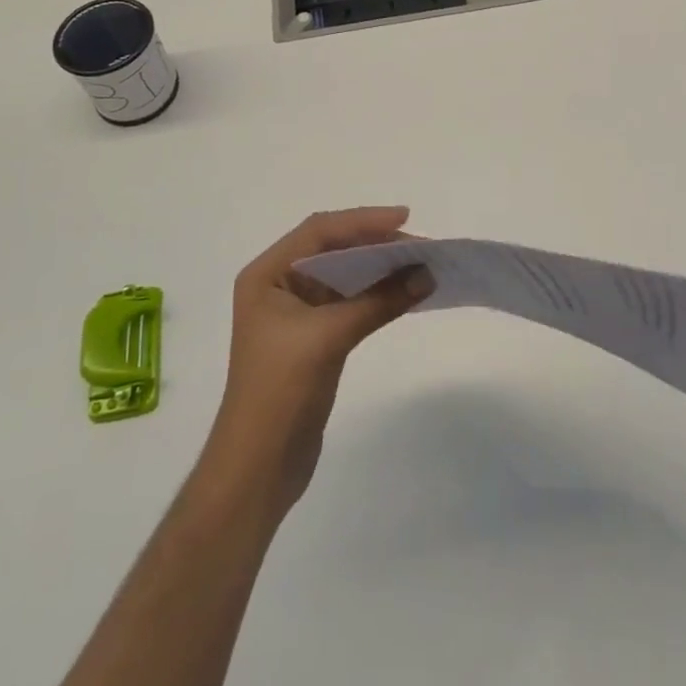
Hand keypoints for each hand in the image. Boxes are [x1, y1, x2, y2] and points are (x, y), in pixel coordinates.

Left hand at [206, 207, 432, 516]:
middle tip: (420, 244)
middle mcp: (279, 284)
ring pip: (343, 274)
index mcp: (267, 274)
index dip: (363, 221)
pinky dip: (376, 294)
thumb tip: (427, 274)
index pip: (319, 231)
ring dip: (378, 268)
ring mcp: (296, 312)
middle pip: (333, 248)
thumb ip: (379, 301)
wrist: (258, 467)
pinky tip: (403, 293)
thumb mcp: (329, 337)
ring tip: (418, 264)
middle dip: (375, 243)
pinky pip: (349, 301)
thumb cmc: (280, 391)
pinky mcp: (314, 337)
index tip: (405, 218)